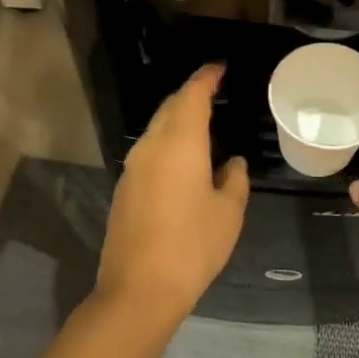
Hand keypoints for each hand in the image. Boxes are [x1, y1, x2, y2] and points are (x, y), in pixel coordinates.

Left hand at [97, 63, 249, 326]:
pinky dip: (167, 141)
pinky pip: (149, 150)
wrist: (138, 290)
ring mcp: (133, 167)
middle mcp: (152, 146)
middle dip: (191, 94)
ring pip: (157, 128)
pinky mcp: (124, 188)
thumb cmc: (192, 246)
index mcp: (180, 142)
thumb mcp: (228, 213)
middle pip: (170, 107)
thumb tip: (231, 163)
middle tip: (213, 91)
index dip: (206, 77)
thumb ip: (234, 180)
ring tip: (202, 122)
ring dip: (177, 118)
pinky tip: (182, 158)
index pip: (192, 95)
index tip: (220, 67)